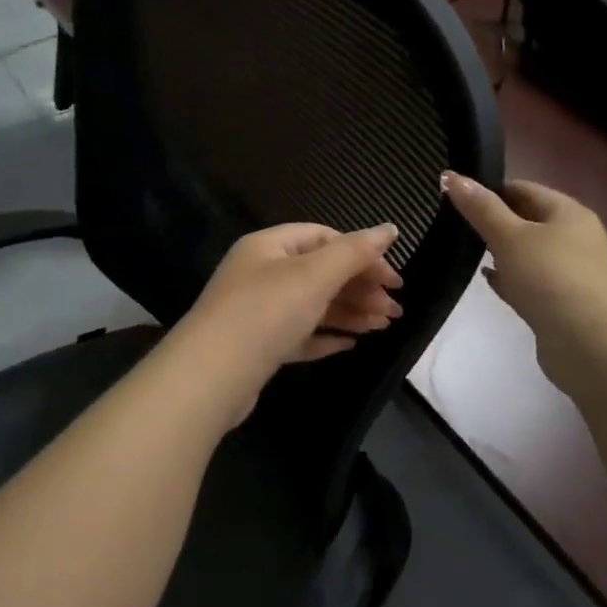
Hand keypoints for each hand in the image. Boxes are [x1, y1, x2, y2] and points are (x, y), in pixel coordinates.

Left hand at [182, 222, 403, 378]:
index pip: (323, 237)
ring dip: (350, 313)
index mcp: (268, 247)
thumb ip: (354, 252)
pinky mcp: (259, 348)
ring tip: (384, 326)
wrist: (211, 378)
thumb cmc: (265, 313)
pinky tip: (351, 344)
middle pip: (320, 273)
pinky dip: (326, 337)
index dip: (361, 253)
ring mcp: (258, 313)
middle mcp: (261, 274)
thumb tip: (390, 228)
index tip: (393, 279)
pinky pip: (300, 335)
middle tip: (395, 310)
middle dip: (360, 288)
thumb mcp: (314, 275)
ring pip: (313, 306)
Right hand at [441, 172, 606, 390]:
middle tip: (455, 224)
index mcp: (567, 212)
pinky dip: (510, 279)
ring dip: (502, 252)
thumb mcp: (510, 236)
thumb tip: (450, 175)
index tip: (456, 198)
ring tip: (466, 250)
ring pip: (528, 253)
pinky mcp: (562, 303)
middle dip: (494, 221)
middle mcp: (574, 238)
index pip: (524, 188)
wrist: (592, 344)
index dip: (491, 190)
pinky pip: (530, 282)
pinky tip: (488, 281)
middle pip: (528, 220)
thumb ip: (480, 208)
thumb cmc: (551, 278)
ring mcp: (570, 273)